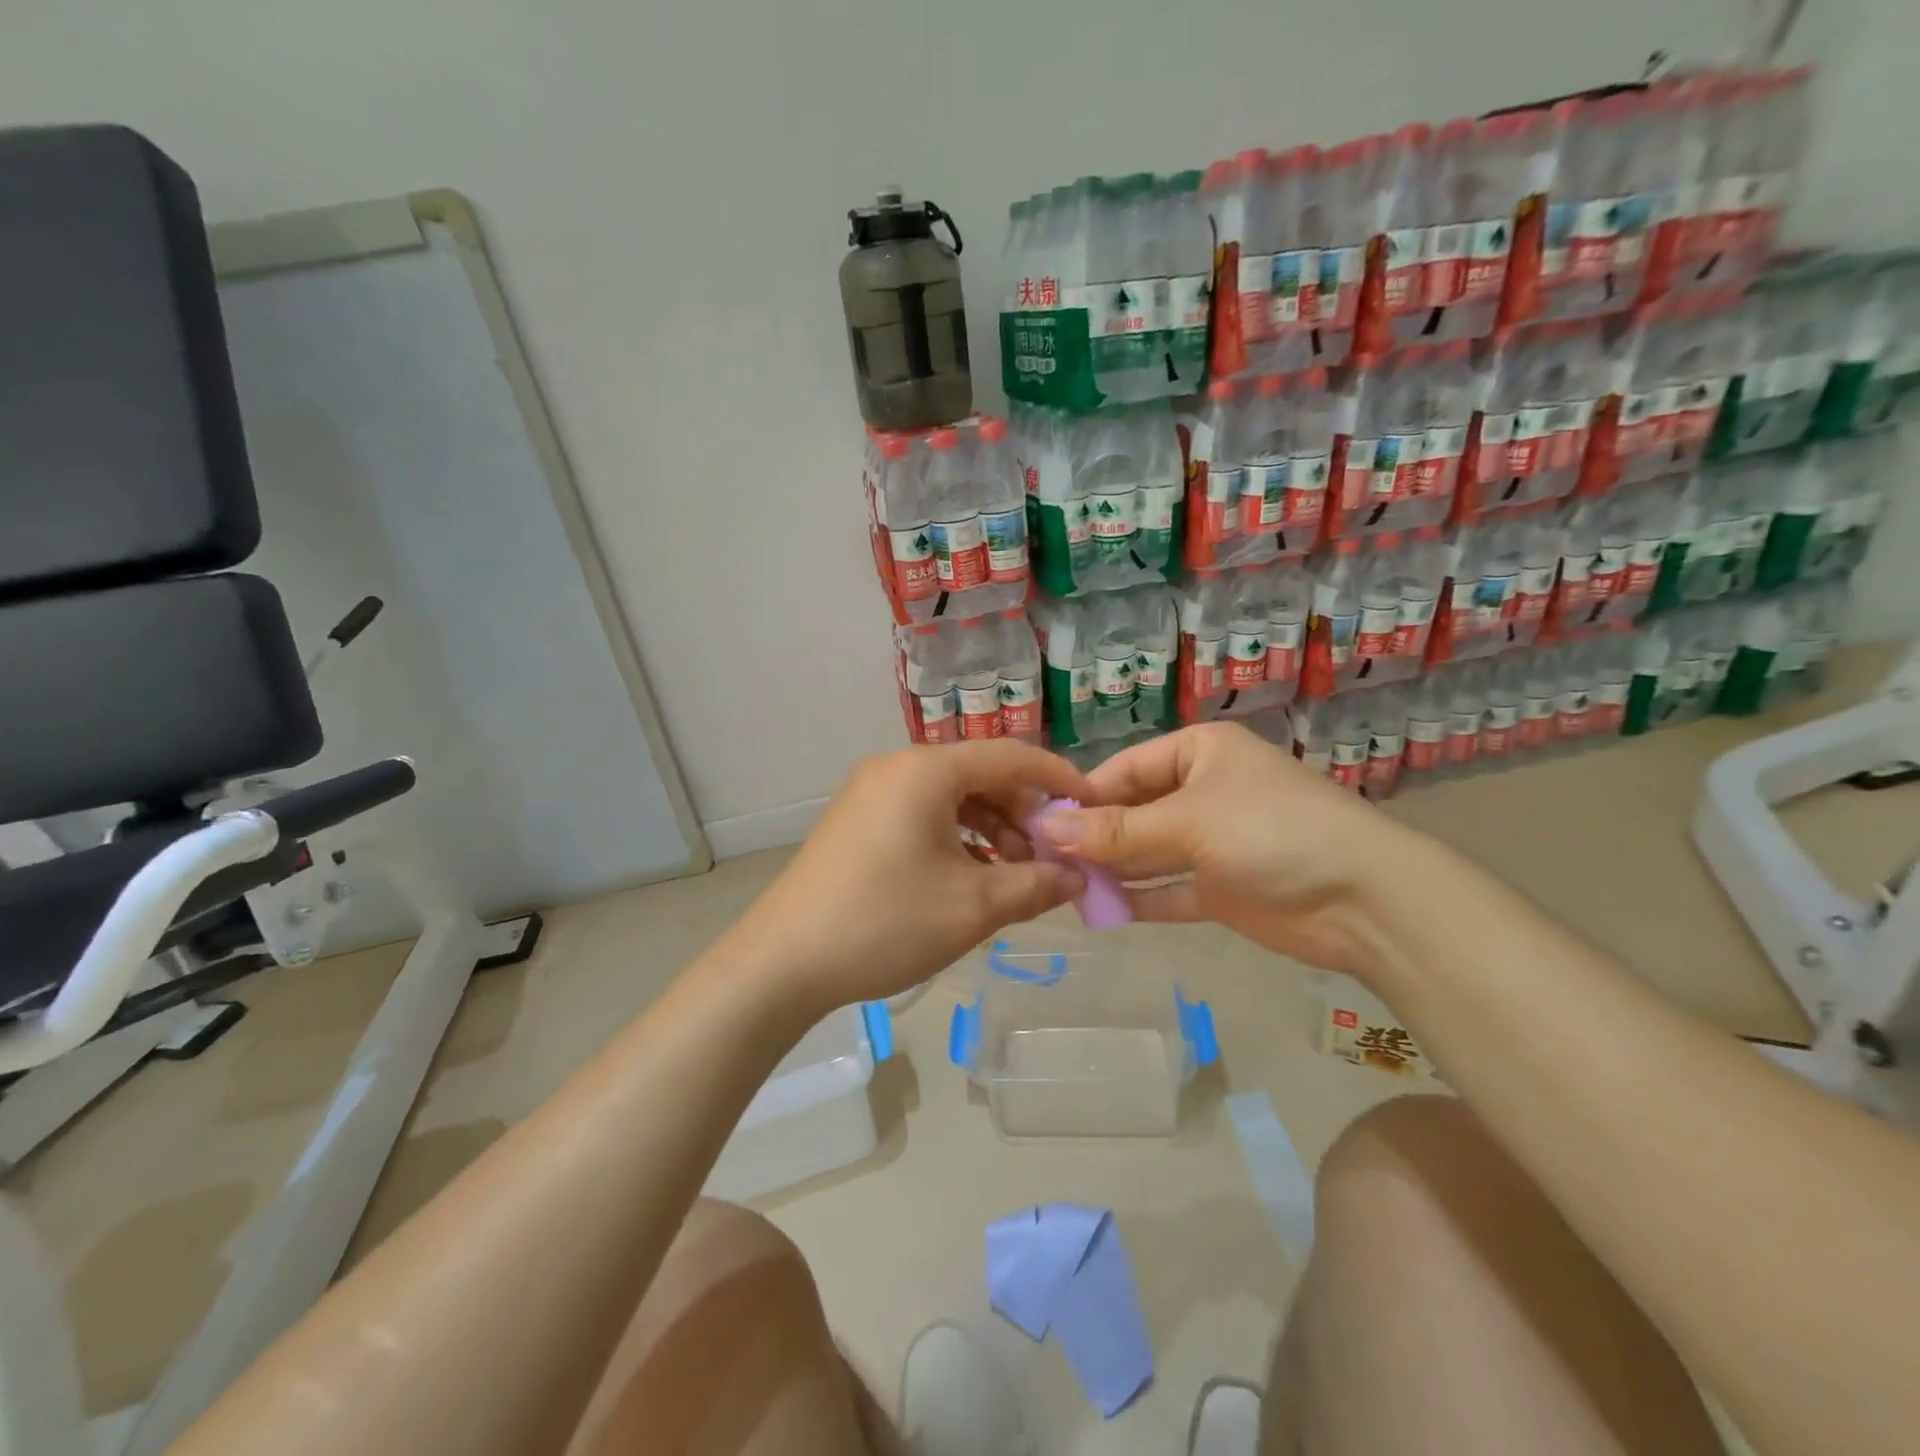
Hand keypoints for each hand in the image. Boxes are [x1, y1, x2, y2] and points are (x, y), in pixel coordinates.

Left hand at [721, 740, 1090, 1012]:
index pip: (1010, 756)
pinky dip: (957, 840)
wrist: (783, 962)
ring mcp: (872, 793)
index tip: (1093, 806)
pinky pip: (923, 816)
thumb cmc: (885, 923)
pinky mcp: (859, 821)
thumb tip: (1075, 876)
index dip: (1058, 780)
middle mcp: (897, 767)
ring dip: (991, 831)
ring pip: (952, 799)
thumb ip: (1035, 884)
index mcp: (926, 770)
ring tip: (1014, 877)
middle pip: (980, 776)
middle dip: (1023, 815)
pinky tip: (972, 878)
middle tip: (1051, 858)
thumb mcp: (973, 907)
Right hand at [1036, 722, 1420, 977]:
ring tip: (1061, 886)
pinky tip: (1099, 910)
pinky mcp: (1221, 888)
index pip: (1125, 769)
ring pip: (1147, 852)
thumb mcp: (1188, 822)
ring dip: (1110, 869)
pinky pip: (1167, 889)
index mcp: (1199, 752)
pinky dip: (1137, 898)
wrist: (1365, 902)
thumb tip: (1047, 831)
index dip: (1083, 796)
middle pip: (1133, 811)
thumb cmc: (1272, 832)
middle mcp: (1202, 791)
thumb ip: (1117, 831)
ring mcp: (1212, 842)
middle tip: (1043, 861)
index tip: (1038, 824)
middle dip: (1093, 836)